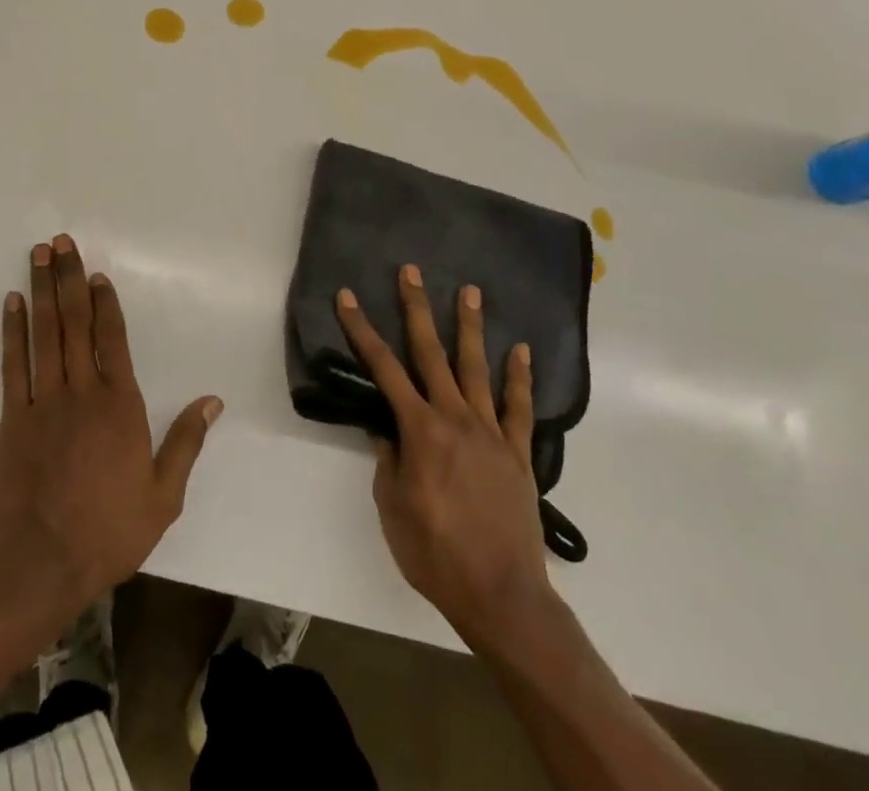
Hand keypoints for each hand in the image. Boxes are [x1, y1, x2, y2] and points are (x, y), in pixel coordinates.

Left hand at [0, 234, 222, 611]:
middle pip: (75, 323)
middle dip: (69, 279)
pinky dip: (13, 331)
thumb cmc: (110, 531)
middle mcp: (83, 392)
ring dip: (42, 291)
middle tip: (61, 242)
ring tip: (39, 255)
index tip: (96, 274)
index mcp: (121, 406)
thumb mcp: (164, 495)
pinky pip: (15, 364)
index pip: (113, 339)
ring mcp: (45, 402)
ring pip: (45, 333)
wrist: (45, 564)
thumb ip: (186, 442)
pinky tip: (12, 303)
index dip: (104, 303)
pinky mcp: (15, 418)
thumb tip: (213, 401)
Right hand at [336, 265, 553, 639]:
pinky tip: (521, 350)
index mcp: (419, 430)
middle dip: (416, 308)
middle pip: (431, 352)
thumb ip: (388, 461)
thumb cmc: (435, 554)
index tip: (347, 297)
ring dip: (470, 327)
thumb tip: (387, 429)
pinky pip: (518, 407)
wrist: (501, 595)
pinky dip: (519, 377)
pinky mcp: (518, 452)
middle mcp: (454, 418)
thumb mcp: (392, 508)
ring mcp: (490, 432)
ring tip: (469, 291)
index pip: (383, 369)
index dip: (361, 330)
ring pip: (477, 367)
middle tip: (411, 272)